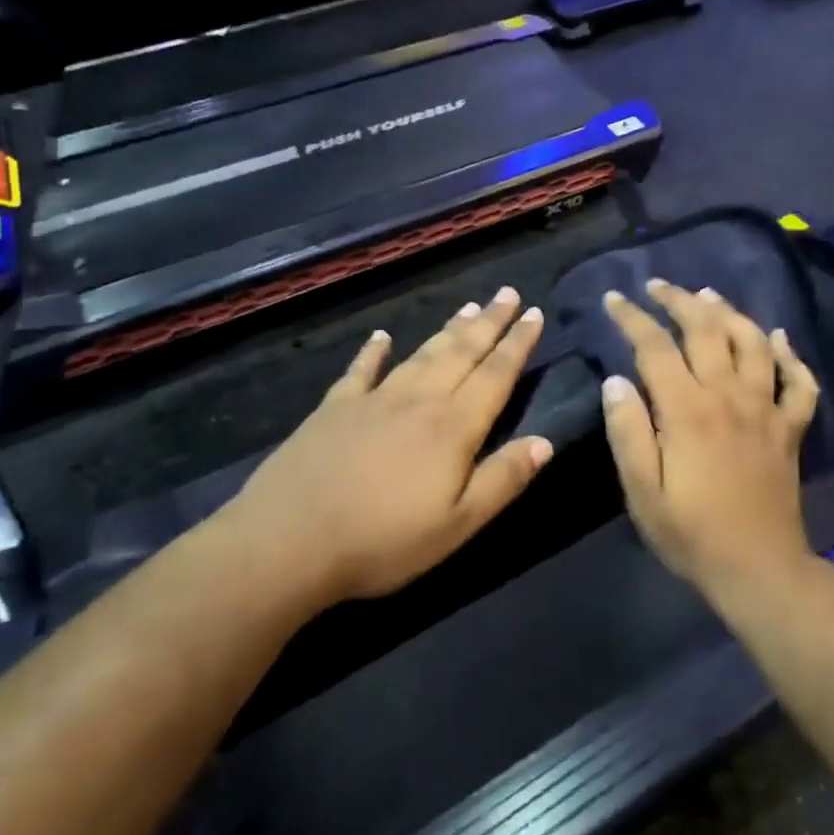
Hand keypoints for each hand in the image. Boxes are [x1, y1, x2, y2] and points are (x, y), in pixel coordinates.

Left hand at [226, 288, 552, 603]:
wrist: (288, 541)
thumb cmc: (383, 541)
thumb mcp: (457, 524)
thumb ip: (503, 479)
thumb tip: (546, 441)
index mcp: (453, 427)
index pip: (495, 375)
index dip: (518, 344)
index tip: (535, 313)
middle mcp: (418, 400)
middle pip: (462, 353)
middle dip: (490, 322)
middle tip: (508, 293)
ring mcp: (373, 399)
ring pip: (421, 354)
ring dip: (448, 329)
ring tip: (469, 306)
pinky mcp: (334, 408)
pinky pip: (360, 370)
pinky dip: (372, 351)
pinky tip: (381, 337)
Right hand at [599, 280, 821, 602]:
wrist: (759, 568)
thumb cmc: (691, 534)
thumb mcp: (642, 492)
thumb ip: (628, 432)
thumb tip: (616, 381)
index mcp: (688, 411)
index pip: (656, 347)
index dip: (633, 318)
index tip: (615, 299)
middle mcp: (729, 396)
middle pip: (707, 330)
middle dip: (680, 301)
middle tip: (658, 286)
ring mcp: (766, 409)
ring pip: (754, 343)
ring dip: (731, 313)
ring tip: (709, 296)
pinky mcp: (790, 427)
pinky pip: (799, 382)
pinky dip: (791, 355)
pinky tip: (779, 338)